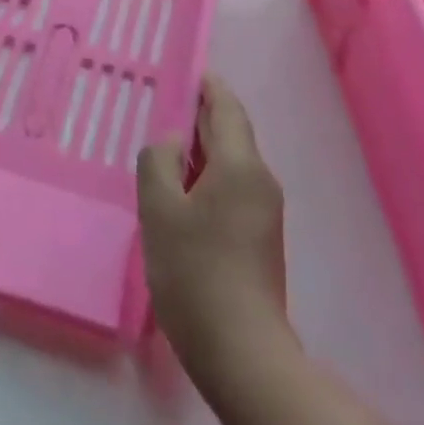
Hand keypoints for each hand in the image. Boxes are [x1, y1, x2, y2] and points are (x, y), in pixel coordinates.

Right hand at [137, 74, 290, 390]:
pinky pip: (232, 188)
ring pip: (231, 163)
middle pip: (231, 133)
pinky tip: (179, 193)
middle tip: (162, 107)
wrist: (242, 352)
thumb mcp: (160, 211)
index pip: (226, 108)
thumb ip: (159, 163)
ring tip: (163, 150)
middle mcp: (260, 181)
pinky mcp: (260, 237)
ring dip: (200, 150)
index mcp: (241, 166)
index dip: (207, 86)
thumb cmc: (195, 273)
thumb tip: (173, 143)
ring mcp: (264, 212)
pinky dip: (206, 177)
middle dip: (199, 117)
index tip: (184, 71)